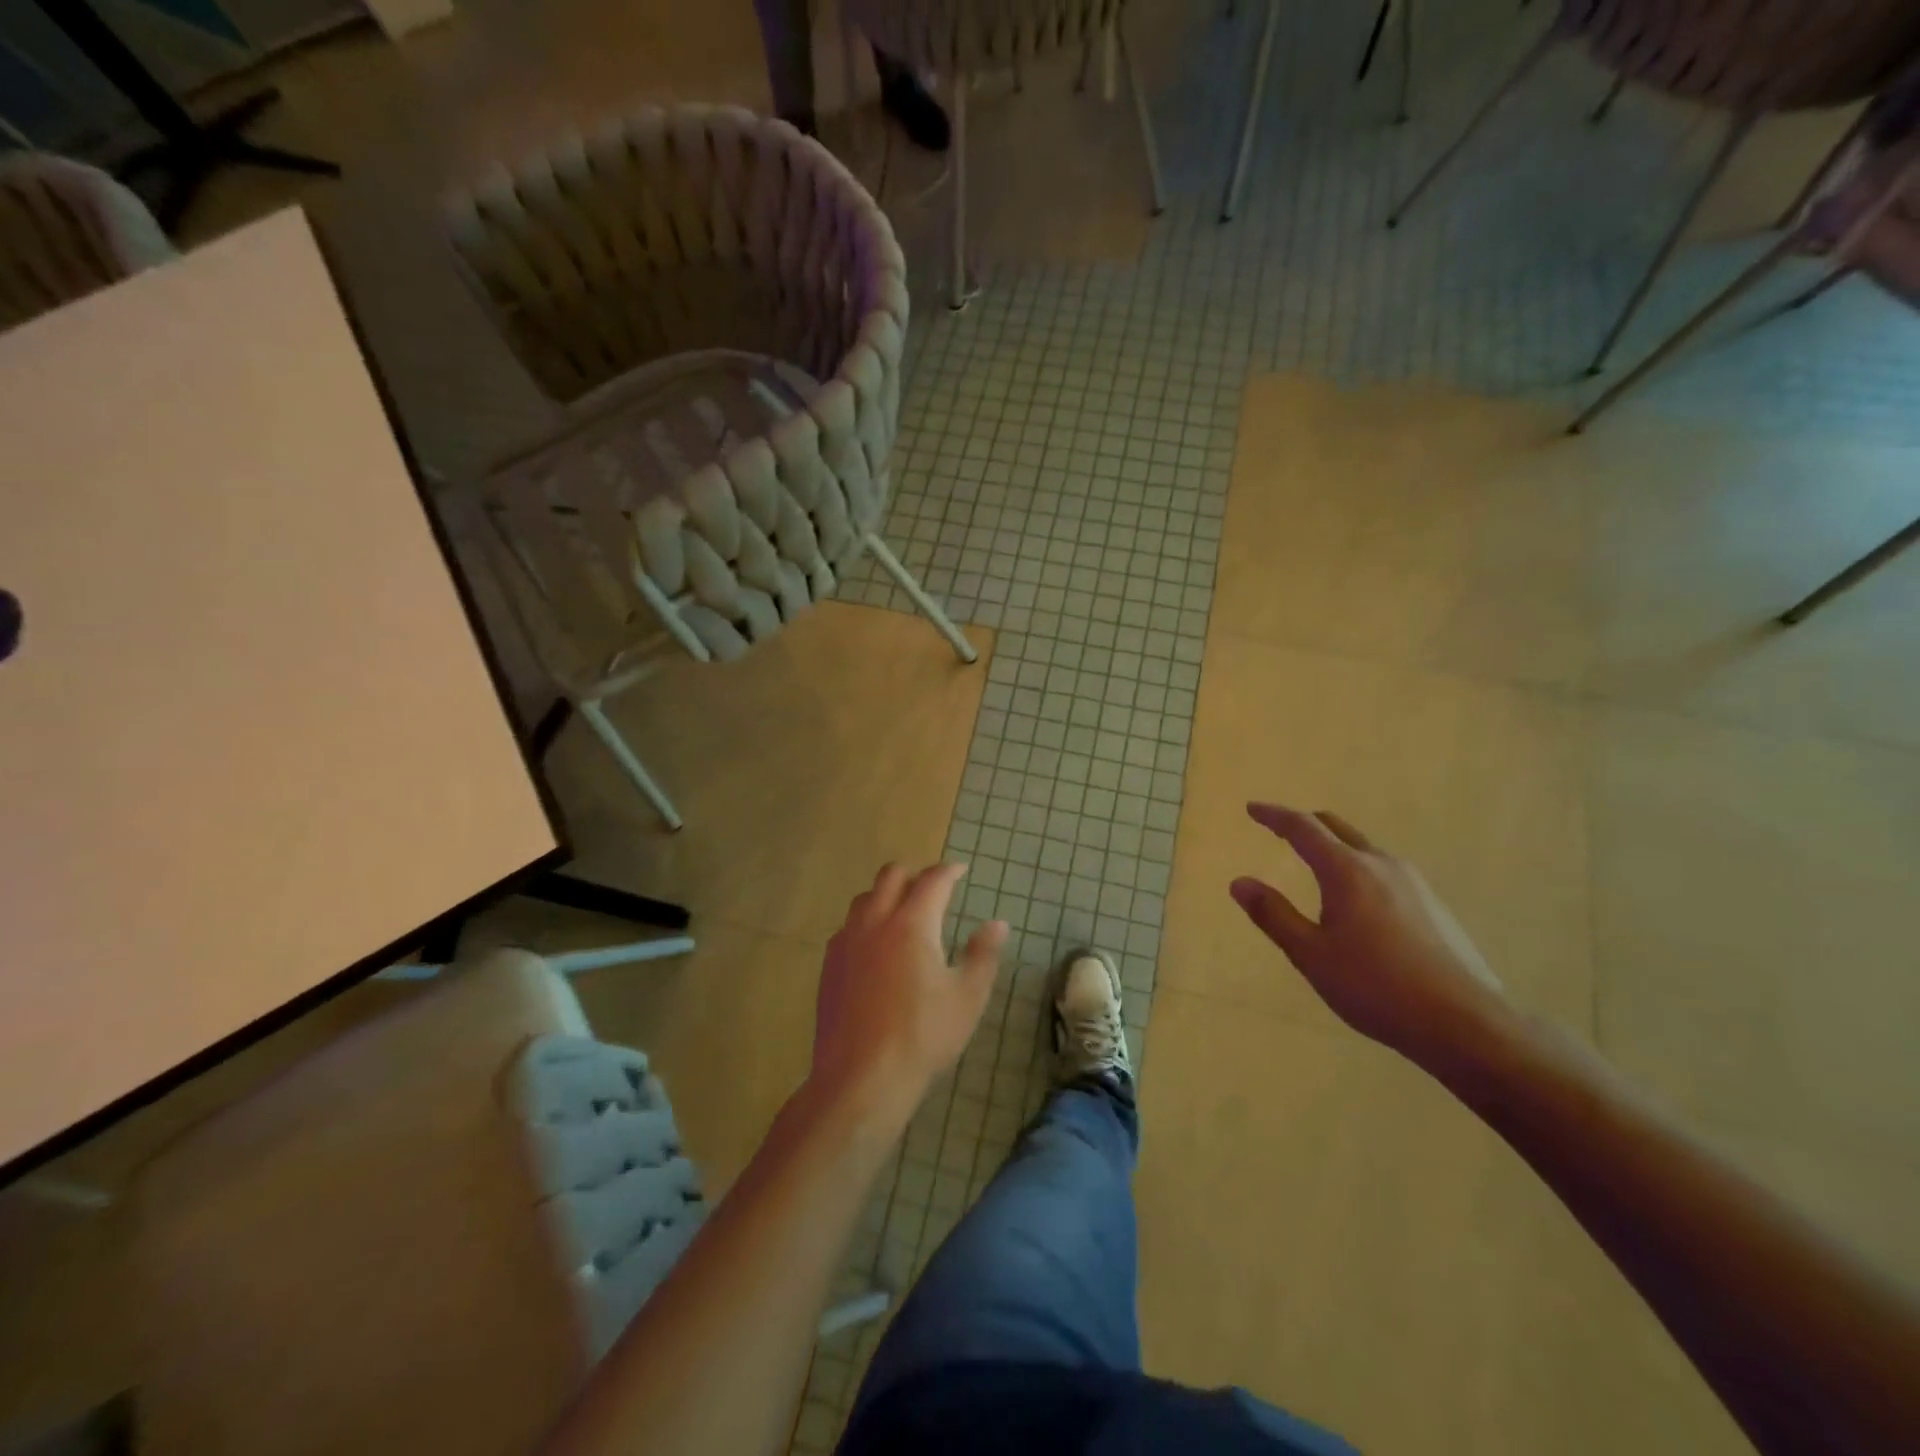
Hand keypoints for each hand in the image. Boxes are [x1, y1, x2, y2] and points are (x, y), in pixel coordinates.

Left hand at [810, 863, 1007, 1126]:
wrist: (861, 1078)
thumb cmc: (922, 1037)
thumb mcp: (967, 998)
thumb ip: (983, 954)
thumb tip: (997, 923)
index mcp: (912, 924)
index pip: (932, 880)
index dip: (949, 871)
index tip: (961, 870)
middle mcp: (875, 921)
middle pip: (891, 875)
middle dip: (915, 874)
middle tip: (933, 889)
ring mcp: (847, 941)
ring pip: (865, 897)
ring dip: (886, 894)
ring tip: (903, 914)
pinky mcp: (830, 964)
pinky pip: (848, 925)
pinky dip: (866, 921)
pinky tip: (876, 947)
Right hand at [1229, 805, 1509, 1070]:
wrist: (1465, 1024)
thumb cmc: (1375, 987)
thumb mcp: (1311, 954)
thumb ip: (1273, 915)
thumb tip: (1239, 882)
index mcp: (1347, 871)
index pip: (1303, 828)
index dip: (1274, 816)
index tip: (1252, 809)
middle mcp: (1381, 865)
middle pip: (1336, 828)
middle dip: (1305, 824)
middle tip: (1279, 829)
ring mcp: (1413, 883)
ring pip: (1364, 848)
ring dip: (1334, 846)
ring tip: (1316, 864)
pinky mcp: (1433, 905)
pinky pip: (1384, 870)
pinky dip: (1357, 867)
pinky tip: (1357, 900)